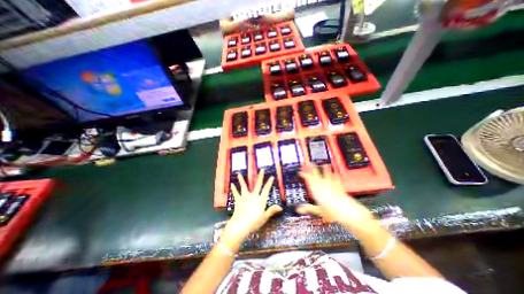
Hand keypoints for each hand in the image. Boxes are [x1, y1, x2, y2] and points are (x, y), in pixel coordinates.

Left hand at [224, 170, 284, 243]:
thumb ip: (272, 210)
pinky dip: (233, 188)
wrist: (241, 225)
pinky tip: (231, 184)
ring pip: (244, 186)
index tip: (271, 176)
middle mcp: (253, 196)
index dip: (269, 183)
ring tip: (239, 173)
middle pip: (258, 184)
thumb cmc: (254, 222)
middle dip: (260, 177)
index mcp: (261, 199)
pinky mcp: (238, 200)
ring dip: (242, 180)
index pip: (266, 189)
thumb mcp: (264, 217)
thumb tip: (280, 207)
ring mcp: (245, 197)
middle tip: (262, 170)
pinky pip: (236, 193)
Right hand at [296, 164, 374, 230]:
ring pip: (327, 173)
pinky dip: (335, 174)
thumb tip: (299, 209)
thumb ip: (308, 208)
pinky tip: (335, 172)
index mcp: (316, 190)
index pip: (308, 179)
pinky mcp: (339, 185)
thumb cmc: (332, 212)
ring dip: (325, 169)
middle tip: (309, 162)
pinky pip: (336, 178)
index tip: (300, 172)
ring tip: (324, 164)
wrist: (346, 211)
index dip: (303, 174)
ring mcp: (331, 184)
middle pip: (316, 173)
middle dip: (312, 167)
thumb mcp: (318, 211)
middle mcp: (323, 185)